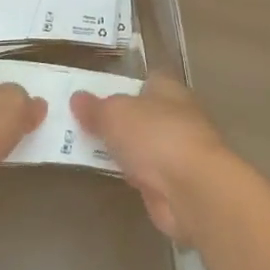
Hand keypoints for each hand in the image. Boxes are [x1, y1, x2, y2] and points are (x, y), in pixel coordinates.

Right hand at [71, 77, 230, 242]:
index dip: (122, 85)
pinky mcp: (174, 183)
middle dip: (118, 119)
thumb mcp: (114, 114)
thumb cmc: (155, 136)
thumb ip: (95, 107)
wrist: (191, 189)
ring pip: (143, 144)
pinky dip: (130, 174)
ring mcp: (177, 151)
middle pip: (142, 113)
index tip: (96, 93)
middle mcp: (177, 115)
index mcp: (168, 89)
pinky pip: (144, 172)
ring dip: (123, 149)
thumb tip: (77, 97)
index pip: (145, 80)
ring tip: (86, 149)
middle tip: (82, 123)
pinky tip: (108, 175)